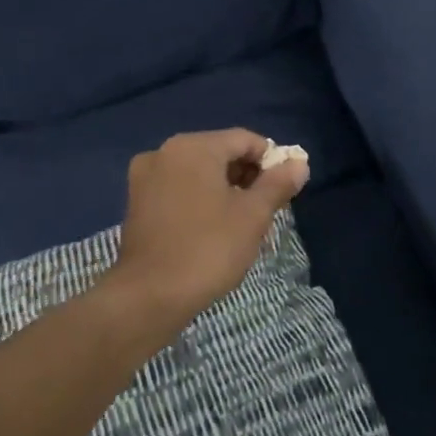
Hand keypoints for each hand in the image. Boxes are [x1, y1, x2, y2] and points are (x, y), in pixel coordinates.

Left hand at [102, 128, 309, 333]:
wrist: (150, 296)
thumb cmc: (209, 249)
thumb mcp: (253, 215)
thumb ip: (277, 184)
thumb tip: (299, 164)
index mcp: (193, 147)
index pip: (245, 140)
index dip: (271, 161)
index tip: (284, 190)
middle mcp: (164, 152)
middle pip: (219, 152)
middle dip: (247, 176)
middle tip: (266, 209)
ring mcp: (145, 177)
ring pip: (198, 172)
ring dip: (225, 189)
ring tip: (242, 222)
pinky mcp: (136, 202)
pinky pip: (178, 189)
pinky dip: (200, 199)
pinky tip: (212, 228)